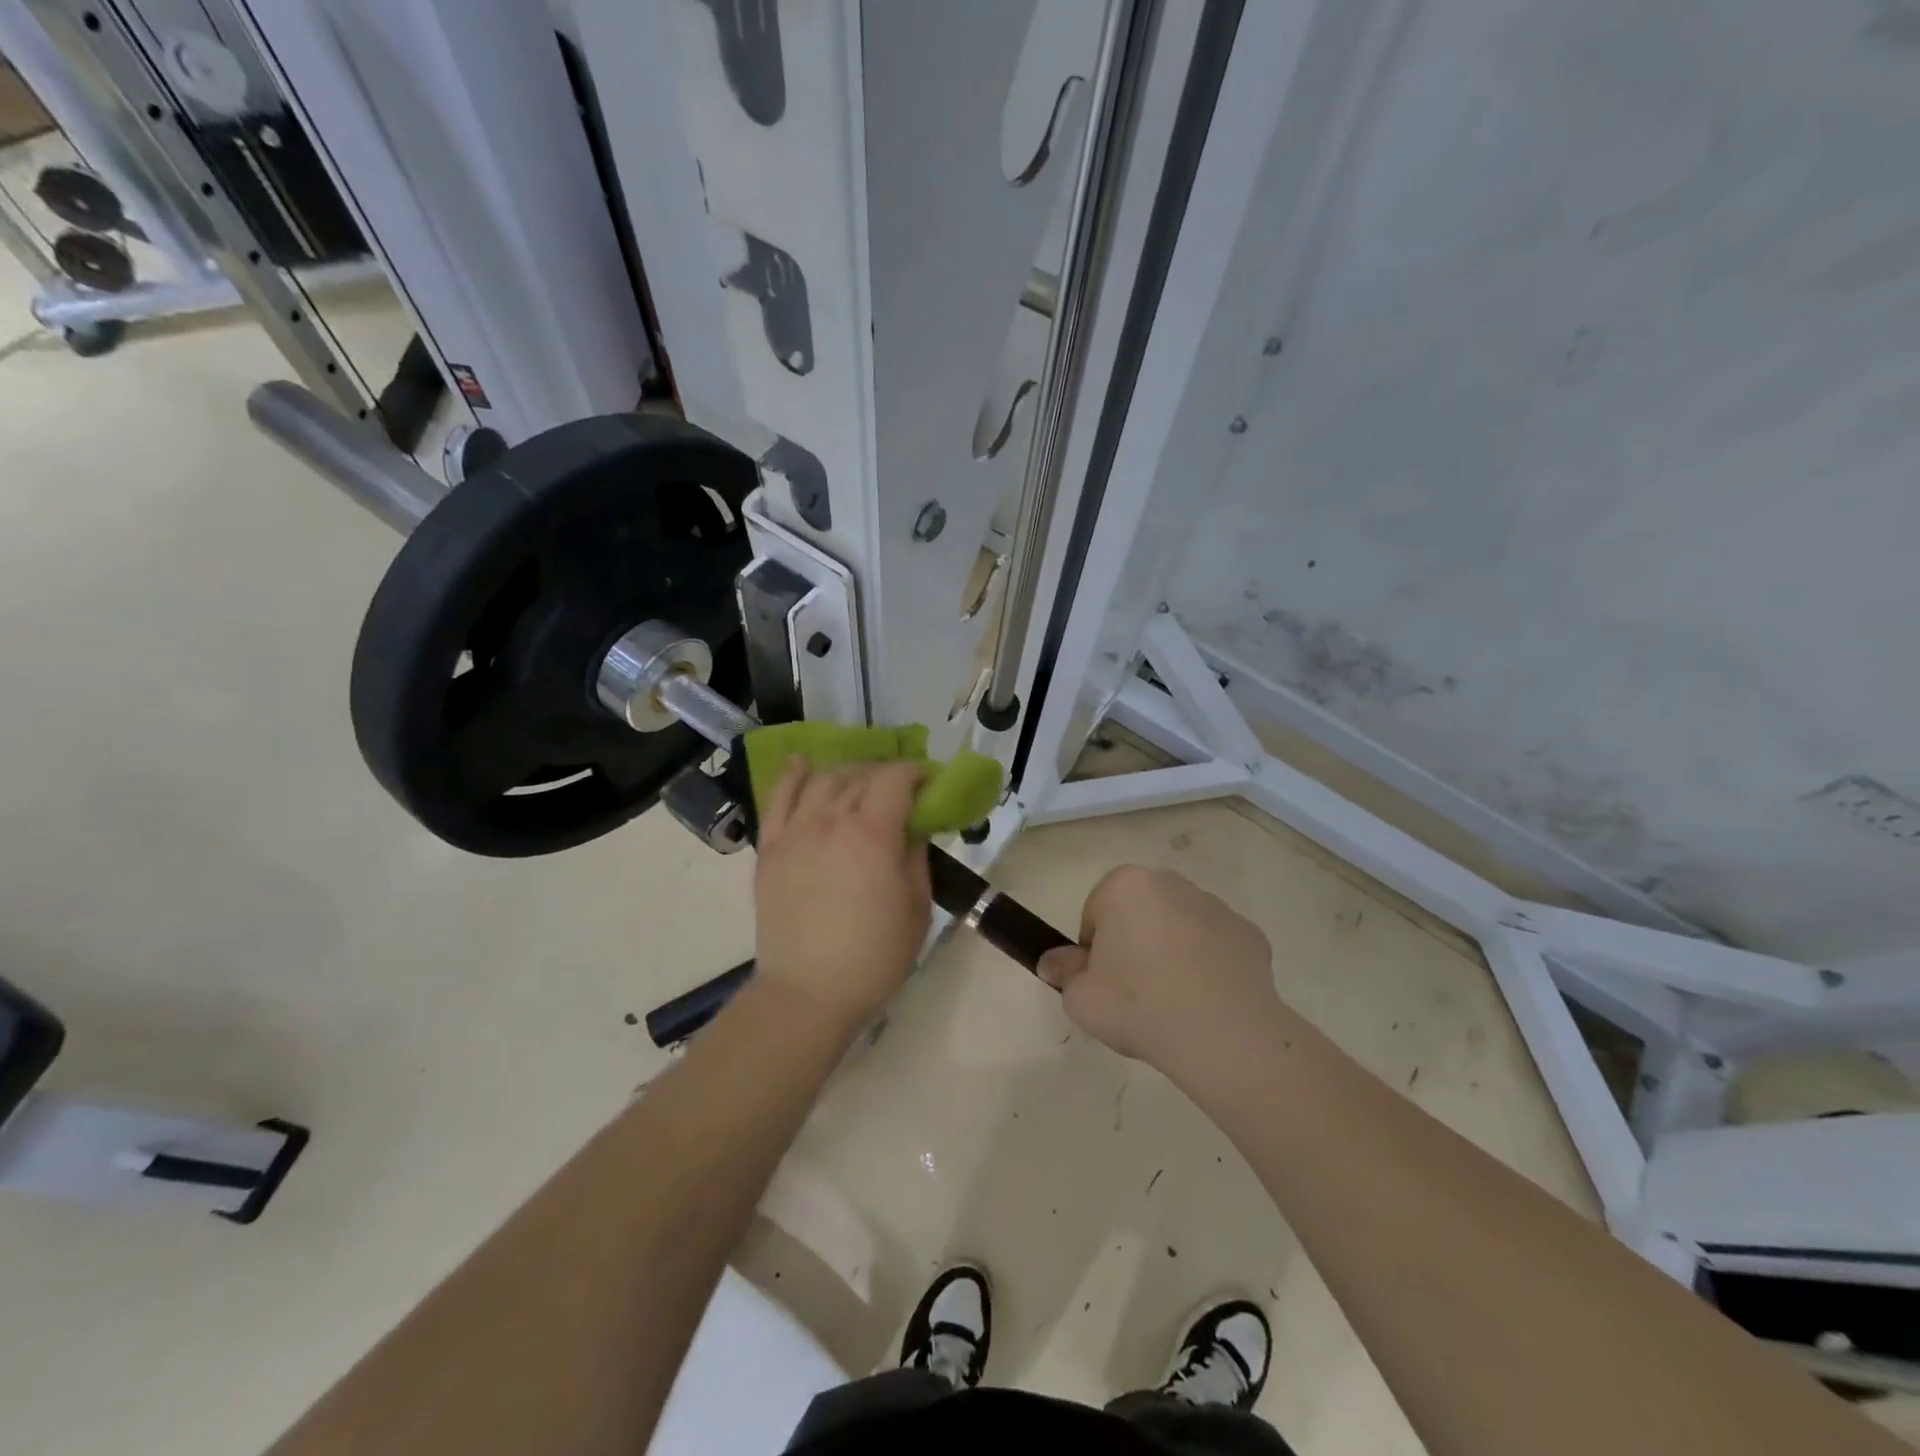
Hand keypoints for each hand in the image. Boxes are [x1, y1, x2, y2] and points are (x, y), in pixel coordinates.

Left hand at [753, 758, 931, 1034]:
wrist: (808, 993)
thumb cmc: (874, 958)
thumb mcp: (917, 908)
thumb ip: (917, 857)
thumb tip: (914, 827)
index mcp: (873, 835)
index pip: (896, 779)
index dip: (916, 771)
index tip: (930, 781)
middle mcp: (831, 821)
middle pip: (860, 775)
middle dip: (886, 773)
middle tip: (900, 790)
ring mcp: (795, 832)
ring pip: (822, 780)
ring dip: (848, 773)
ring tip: (860, 784)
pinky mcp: (770, 848)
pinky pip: (777, 798)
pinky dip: (792, 775)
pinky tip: (803, 763)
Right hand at [1037, 865, 1280, 1082]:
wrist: (1222, 1035)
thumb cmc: (1138, 1004)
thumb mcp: (1081, 998)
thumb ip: (1063, 973)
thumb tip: (1052, 963)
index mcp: (1126, 886)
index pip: (1096, 913)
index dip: (1094, 950)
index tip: (1102, 982)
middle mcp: (1172, 883)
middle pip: (1140, 913)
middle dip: (1134, 943)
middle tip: (1134, 992)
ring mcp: (1216, 906)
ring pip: (1180, 926)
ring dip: (1172, 951)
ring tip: (1173, 1002)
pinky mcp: (1249, 934)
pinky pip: (1217, 947)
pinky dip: (1210, 967)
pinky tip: (1207, 1003)